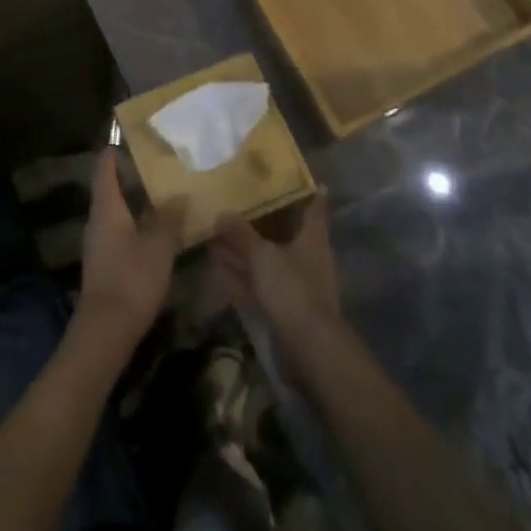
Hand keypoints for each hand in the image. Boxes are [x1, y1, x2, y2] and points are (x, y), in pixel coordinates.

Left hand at [73, 150, 186, 354]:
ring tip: (165, 192)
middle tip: (160, 162)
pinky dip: (137, 222)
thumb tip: (180, 195)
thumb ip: (169, 218)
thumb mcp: (158, 247)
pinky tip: (158, 228)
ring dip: (136, 200)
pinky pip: (120, 230)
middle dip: (132, 174)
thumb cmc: (131, 280)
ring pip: (117, 210)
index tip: (133, 136)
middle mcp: (98, 219)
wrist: (105, 331)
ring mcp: (99, 242)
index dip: (116, 150)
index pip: (105, 167)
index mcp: (106, 208)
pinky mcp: (105, 262)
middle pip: (110, 187)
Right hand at [210, 191, 342, 351]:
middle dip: (258, 224)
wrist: (308, 348)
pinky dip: (239, 276)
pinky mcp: (280, 309)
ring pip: (264, 262)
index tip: (313, 182)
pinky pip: (255, 285)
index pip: (314, 210)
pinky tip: (218, 268)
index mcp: (312, 240)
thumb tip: (222, 213)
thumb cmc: (292, 289)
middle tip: (235, 206)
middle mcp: (305, 259)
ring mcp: (293, 286)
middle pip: (281, 235)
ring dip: (242, 251)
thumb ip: (241, 234)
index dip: (313, 196)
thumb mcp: (262, 255)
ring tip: (215, 235)